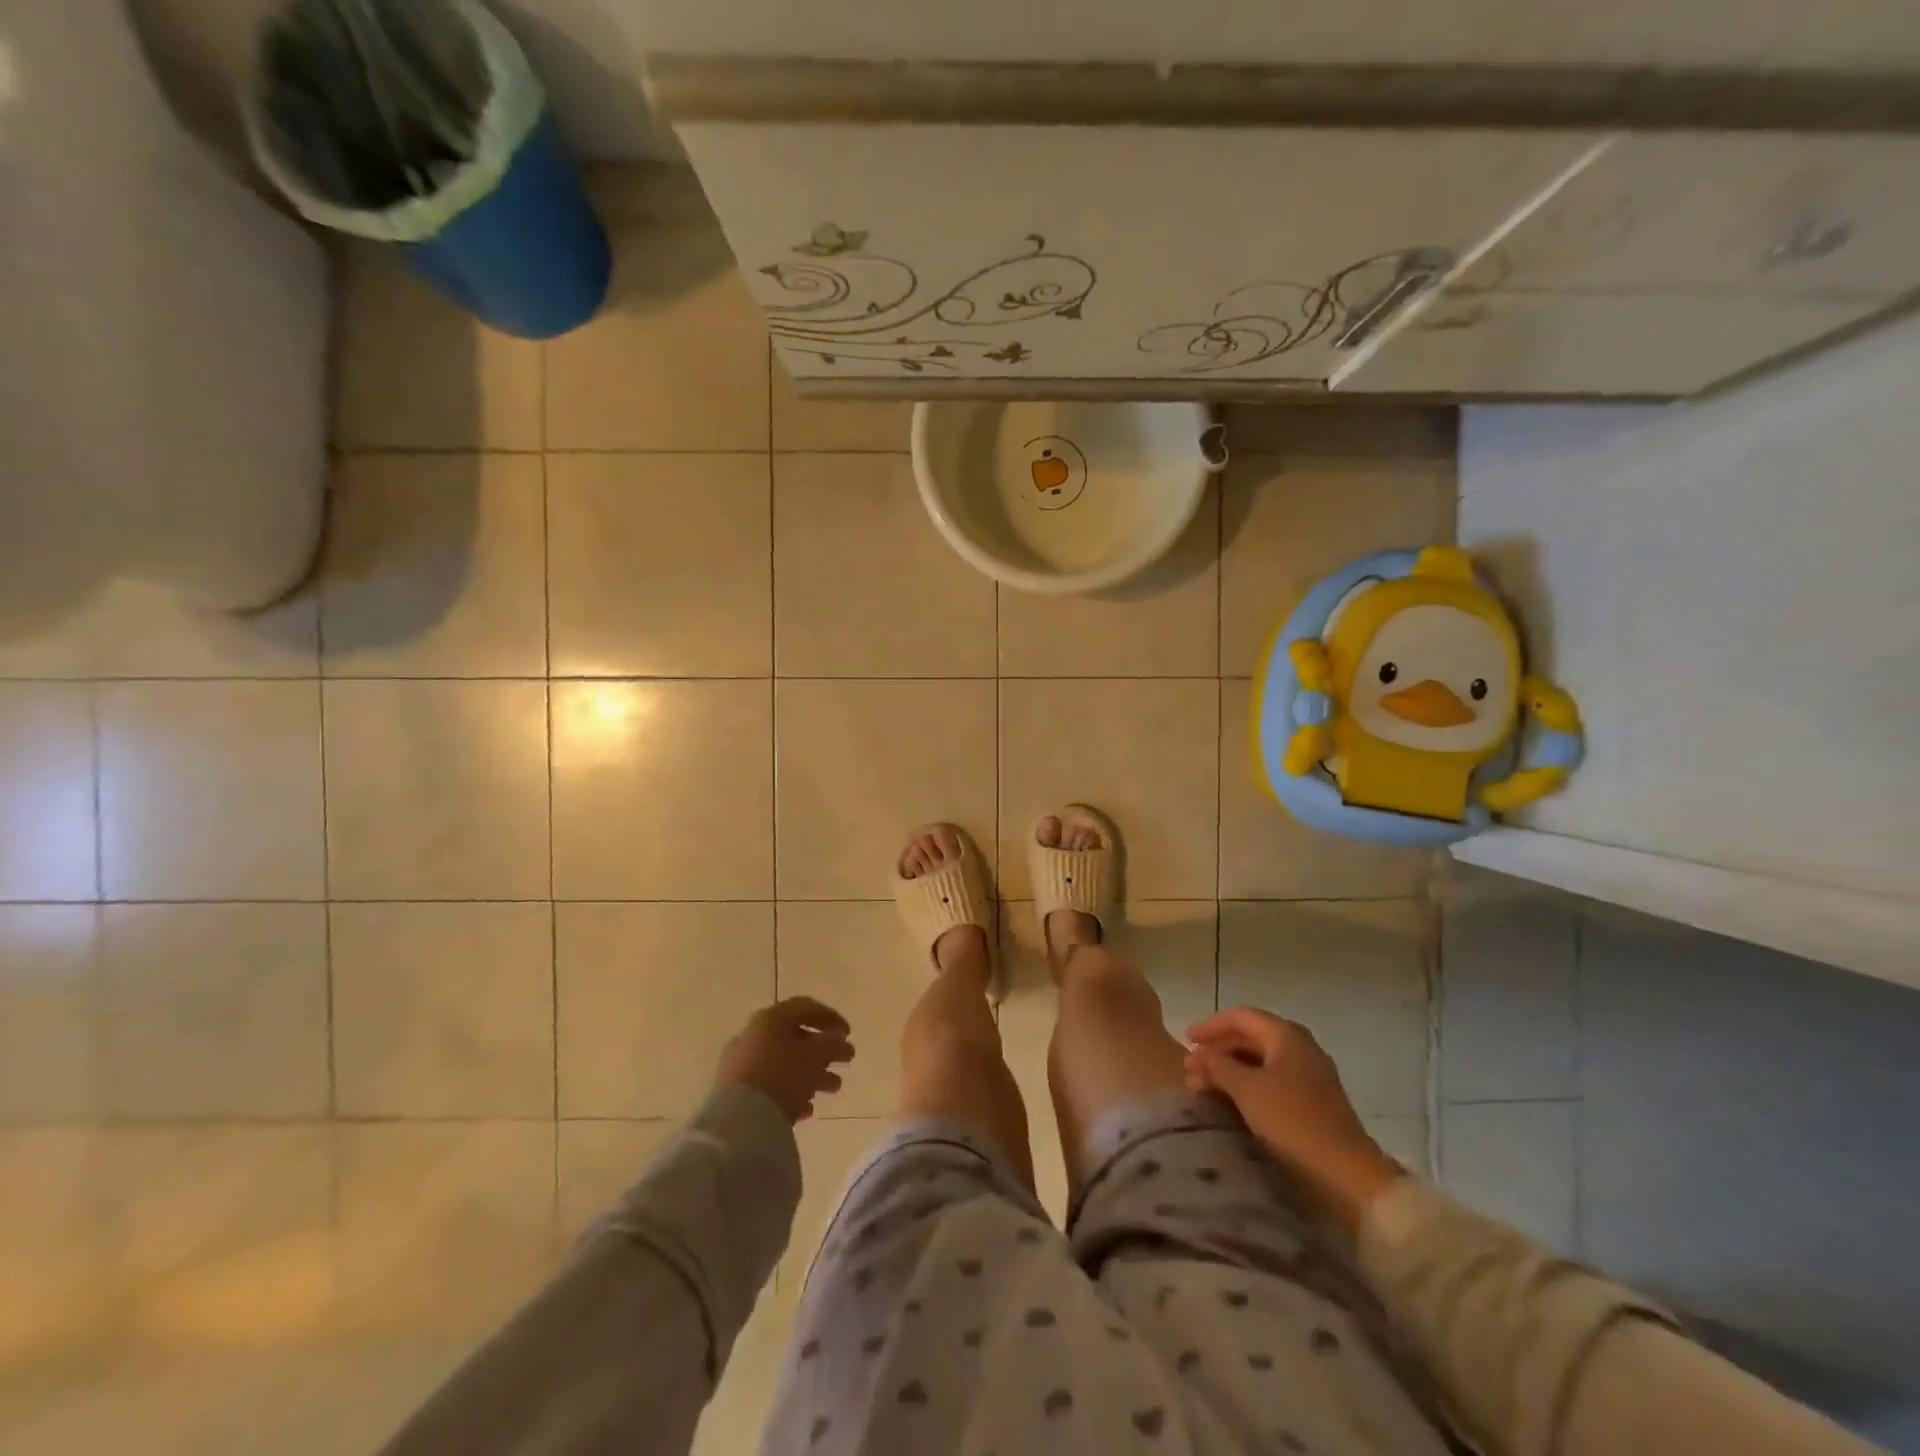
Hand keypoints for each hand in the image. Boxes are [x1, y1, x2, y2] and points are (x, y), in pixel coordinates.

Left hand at [715, 998, 854, 1122]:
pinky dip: (791, 1092)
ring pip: (784, 1063)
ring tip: (834, 1088)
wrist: (739, 1120)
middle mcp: (753, 1035)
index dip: (831, 1018)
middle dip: (824, 1050)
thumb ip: (830, 1042)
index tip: (848, 1034)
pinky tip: (807, 1109)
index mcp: (771, 1018)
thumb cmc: (782, 1076)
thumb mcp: (815, 1056)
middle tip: (847, 1060)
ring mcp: (741, 1064)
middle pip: (795, 1037)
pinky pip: (769, 1085)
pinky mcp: (735, 1091)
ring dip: (812, 1073)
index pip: (805, 1008)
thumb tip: (836, 1037)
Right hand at [1185, 1008, 1404, 1231]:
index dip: (1210, 1026)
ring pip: (1260, 1062)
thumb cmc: (1292, 1121)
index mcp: (1287, 1035)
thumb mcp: (1246, 1089)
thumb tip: (1200, 1054)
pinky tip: (1231, 1103)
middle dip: (1218, 1051)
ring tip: (1204, 1089)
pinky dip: (1247, 1087)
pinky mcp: (1313, 1103)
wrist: (1346, 1174)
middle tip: (1191, 1070)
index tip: (1185, 1040)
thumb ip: (1218, 1065)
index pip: (1241, 1017)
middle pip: (1250, 1038)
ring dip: (1230, 1071)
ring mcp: (1310, 1076)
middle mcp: (1301, 1048)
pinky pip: (1272, 1082)